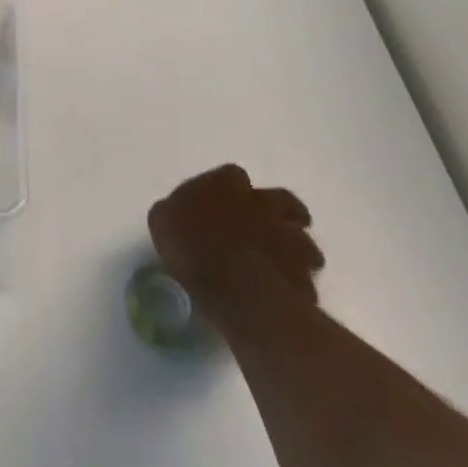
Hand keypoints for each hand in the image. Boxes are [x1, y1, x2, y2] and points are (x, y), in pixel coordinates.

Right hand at [148, 164, 323, 338]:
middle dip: (277, 213)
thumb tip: (180, 213)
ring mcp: (289, 235)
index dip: (230, 190)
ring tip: (280, 264)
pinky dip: (299, 279)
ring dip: (294, 247)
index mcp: (224, 182)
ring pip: (303, 237)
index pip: (232, 175)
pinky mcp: (304, 271)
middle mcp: (261, 200)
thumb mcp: (162, 221)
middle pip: (281, 200)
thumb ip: (177, 212)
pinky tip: (285, 291)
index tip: (225, 206)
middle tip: (265, 232)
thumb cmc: (190, 247)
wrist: (234, 287)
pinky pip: (305, 274)